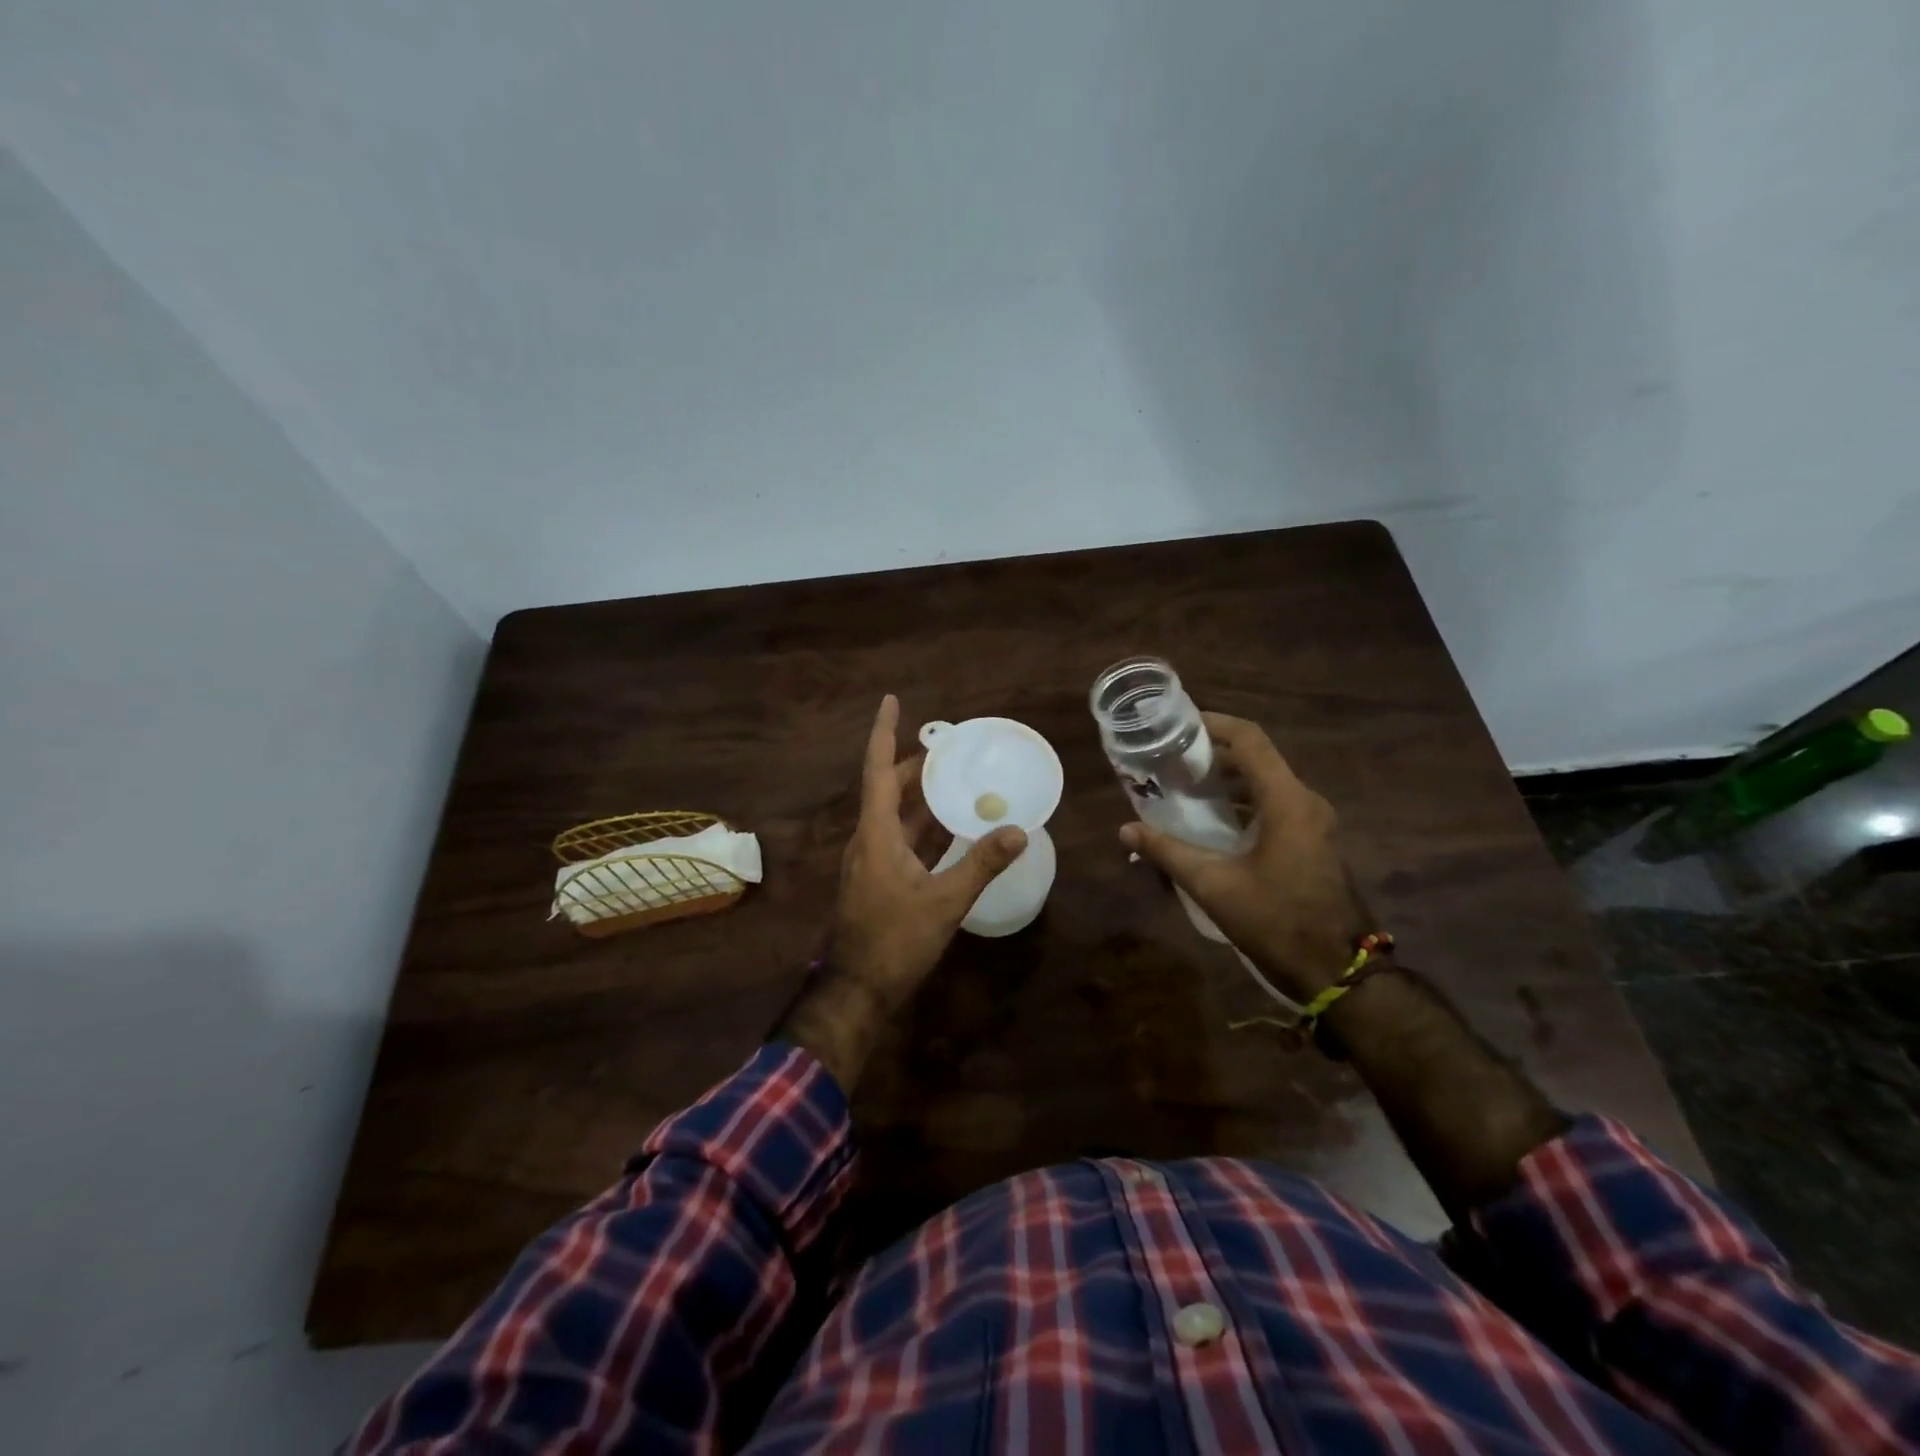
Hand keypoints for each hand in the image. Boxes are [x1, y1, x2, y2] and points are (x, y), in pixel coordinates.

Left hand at [773, 696, 1026, 1090]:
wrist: (857, 989)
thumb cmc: (894, 941)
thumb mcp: (944, 902)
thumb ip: (981, 865)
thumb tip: (1018, 831)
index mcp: (876, 833)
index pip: (879, 769)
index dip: (885, 732)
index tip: (892, 700)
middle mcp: (870, 839)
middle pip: (891, 788)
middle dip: (919, 764)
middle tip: (954, 747)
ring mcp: (874, 860)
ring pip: (899, 815)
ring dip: (925, 797)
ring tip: (961, 779)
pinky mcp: (882, 879)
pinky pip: (906, 840)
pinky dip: (928, 828)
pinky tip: (956, 827)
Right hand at [1119, 713, 1369, 999]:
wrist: (1340, 971)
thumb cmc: (1277, 921)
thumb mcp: (1214, 886)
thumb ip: (1168, 853)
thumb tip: (1125, 830)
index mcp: (1287, 801)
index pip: (1250, 740)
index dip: (1215, 724)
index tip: (1178, 724)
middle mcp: (1306, 802)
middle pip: (1257, 759)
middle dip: (1213, 754)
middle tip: (1170, 759)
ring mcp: (1314, 824)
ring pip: (1266, 784)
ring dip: (1227, 781)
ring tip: (1183, 788)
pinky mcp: (1313, 843)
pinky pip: (1275, 807)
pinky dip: (1242, 804)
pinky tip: (1212, 824)